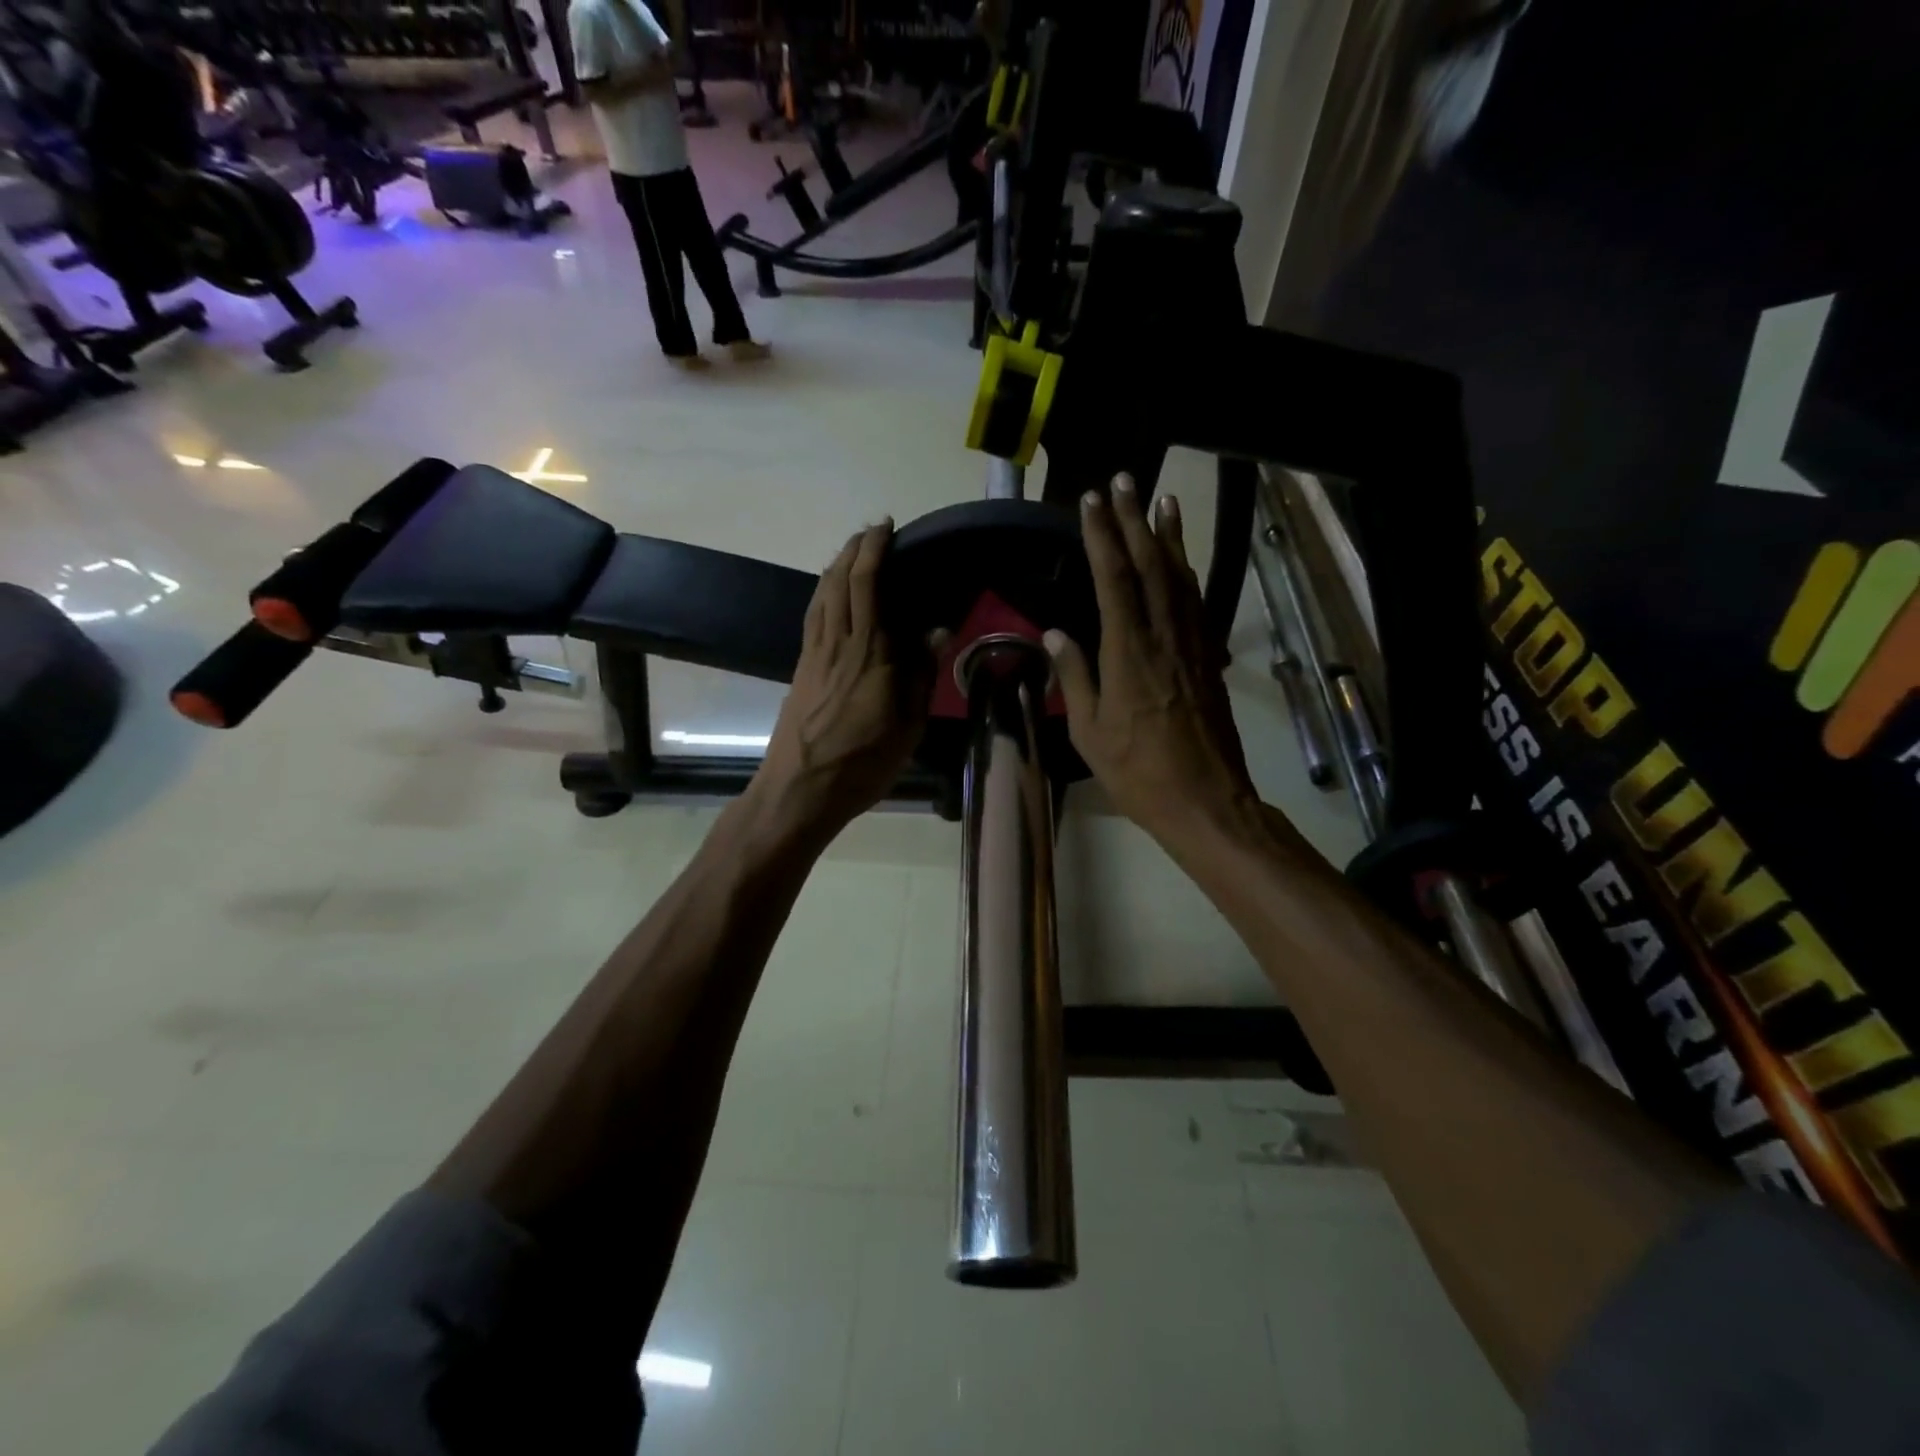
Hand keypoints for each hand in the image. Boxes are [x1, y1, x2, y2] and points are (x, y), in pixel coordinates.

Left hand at [753, 521, 932, 841]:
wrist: (800, 788)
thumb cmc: (863, 761)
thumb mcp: (908, 724)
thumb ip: (922, 673)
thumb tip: (937, 630)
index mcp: (870, 652)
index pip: (867, 584)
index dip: (874, 550)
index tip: (886, 528)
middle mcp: (838, 642)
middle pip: (839, 580)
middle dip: (853, 549)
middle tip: (871, 533)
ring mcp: (814, 654)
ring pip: (821, 595)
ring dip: (835, 566)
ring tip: (851, 554)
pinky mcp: (801, 668)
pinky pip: (812, 616)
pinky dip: (822, 593)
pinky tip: (829, 596)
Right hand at [1045, 476, 1262, 850]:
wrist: (1206, 799)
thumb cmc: (1138, 772)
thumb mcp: (1090, 731)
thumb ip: (1075, 676)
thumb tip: (1056, 633)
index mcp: (1128, 652)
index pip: (1113, 578)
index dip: (1102, 535)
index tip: (1091, 501)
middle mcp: (1163, 636)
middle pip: (1150, 564)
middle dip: (1135, 519)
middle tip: (1125, 480)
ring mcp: (1192, 645)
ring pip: (1180, 577)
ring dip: (1169, 536)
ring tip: (1162, 499)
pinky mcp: (1208, 658)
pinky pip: (1196, 603)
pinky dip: (1188, 572)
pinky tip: (1182, 560)